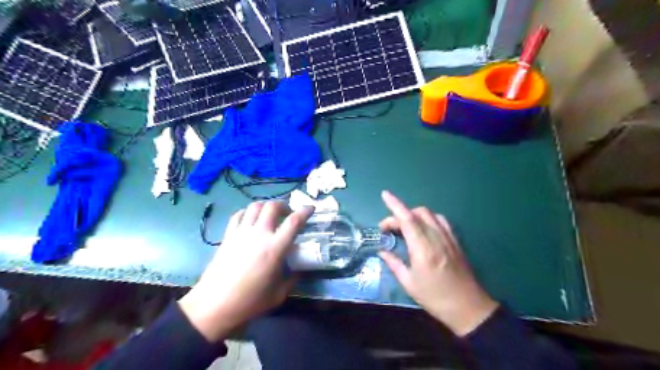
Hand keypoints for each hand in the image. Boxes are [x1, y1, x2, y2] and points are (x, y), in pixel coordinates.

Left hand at [178, 201, 312, 341]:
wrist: (214, 306)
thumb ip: (293, 278)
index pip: (294, 221)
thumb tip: (300, 269)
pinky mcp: (228, 236)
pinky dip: (248, 212)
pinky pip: (238, 215)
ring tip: (270, 215)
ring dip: (266, 206)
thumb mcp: (279, 293)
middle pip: (272, 206)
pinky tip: (251, 220)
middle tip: (288, 214)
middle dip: (284, 206)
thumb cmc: (250, 302)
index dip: (305, 211)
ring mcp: (241, 233)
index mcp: (275, 248)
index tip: (311, 208)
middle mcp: (259, 234)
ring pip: (255, 206)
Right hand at [379, 192, 497, 336]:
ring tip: (404, 227)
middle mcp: (436, 238)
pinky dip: (428, 218)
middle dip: (399, 214)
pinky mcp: (455, 241)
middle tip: (389, 229)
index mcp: (423, 249)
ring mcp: (448, 238)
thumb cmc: (435, 298)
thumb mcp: (409, 283)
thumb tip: (382, 251)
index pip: (407, 219)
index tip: (384, 194)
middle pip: (417, 213)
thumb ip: (394, 263)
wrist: (468, 307)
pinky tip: (423, 228)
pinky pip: (440, 221)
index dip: (395, 205)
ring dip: (414, 215)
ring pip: (429, 214)